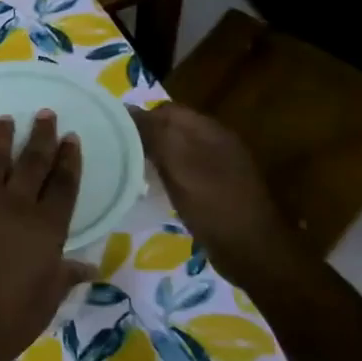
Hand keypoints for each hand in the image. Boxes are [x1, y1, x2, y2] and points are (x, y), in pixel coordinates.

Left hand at [0, 112, 94, 360]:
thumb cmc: (6, 322)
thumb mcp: (46, 300)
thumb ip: (65, 275)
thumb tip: (88, 267)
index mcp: (47, 227)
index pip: (63, 183)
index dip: (69, 159)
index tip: (71, 139)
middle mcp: (14, 205)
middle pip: (32, 161)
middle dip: (41, 136)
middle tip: (46, 114)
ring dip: (2, 137)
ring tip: (7, 120)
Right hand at [128, 102, 307, 289]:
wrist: (251, 250)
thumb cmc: (213, 204)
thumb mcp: (179, 165)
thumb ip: (155, 135)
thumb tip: (127, 112)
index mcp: (209, 131)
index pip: (166, 110)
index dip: (139, 118)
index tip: (110, 133)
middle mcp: (215, 142)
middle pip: (172, 129)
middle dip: (144, 136)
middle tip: (115, 153)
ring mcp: (218, 167)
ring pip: (177, 150)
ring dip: (153, 156)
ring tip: (127, 169)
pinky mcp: (215, 189)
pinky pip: (183, 171)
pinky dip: (164, 175)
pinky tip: (151, 189)